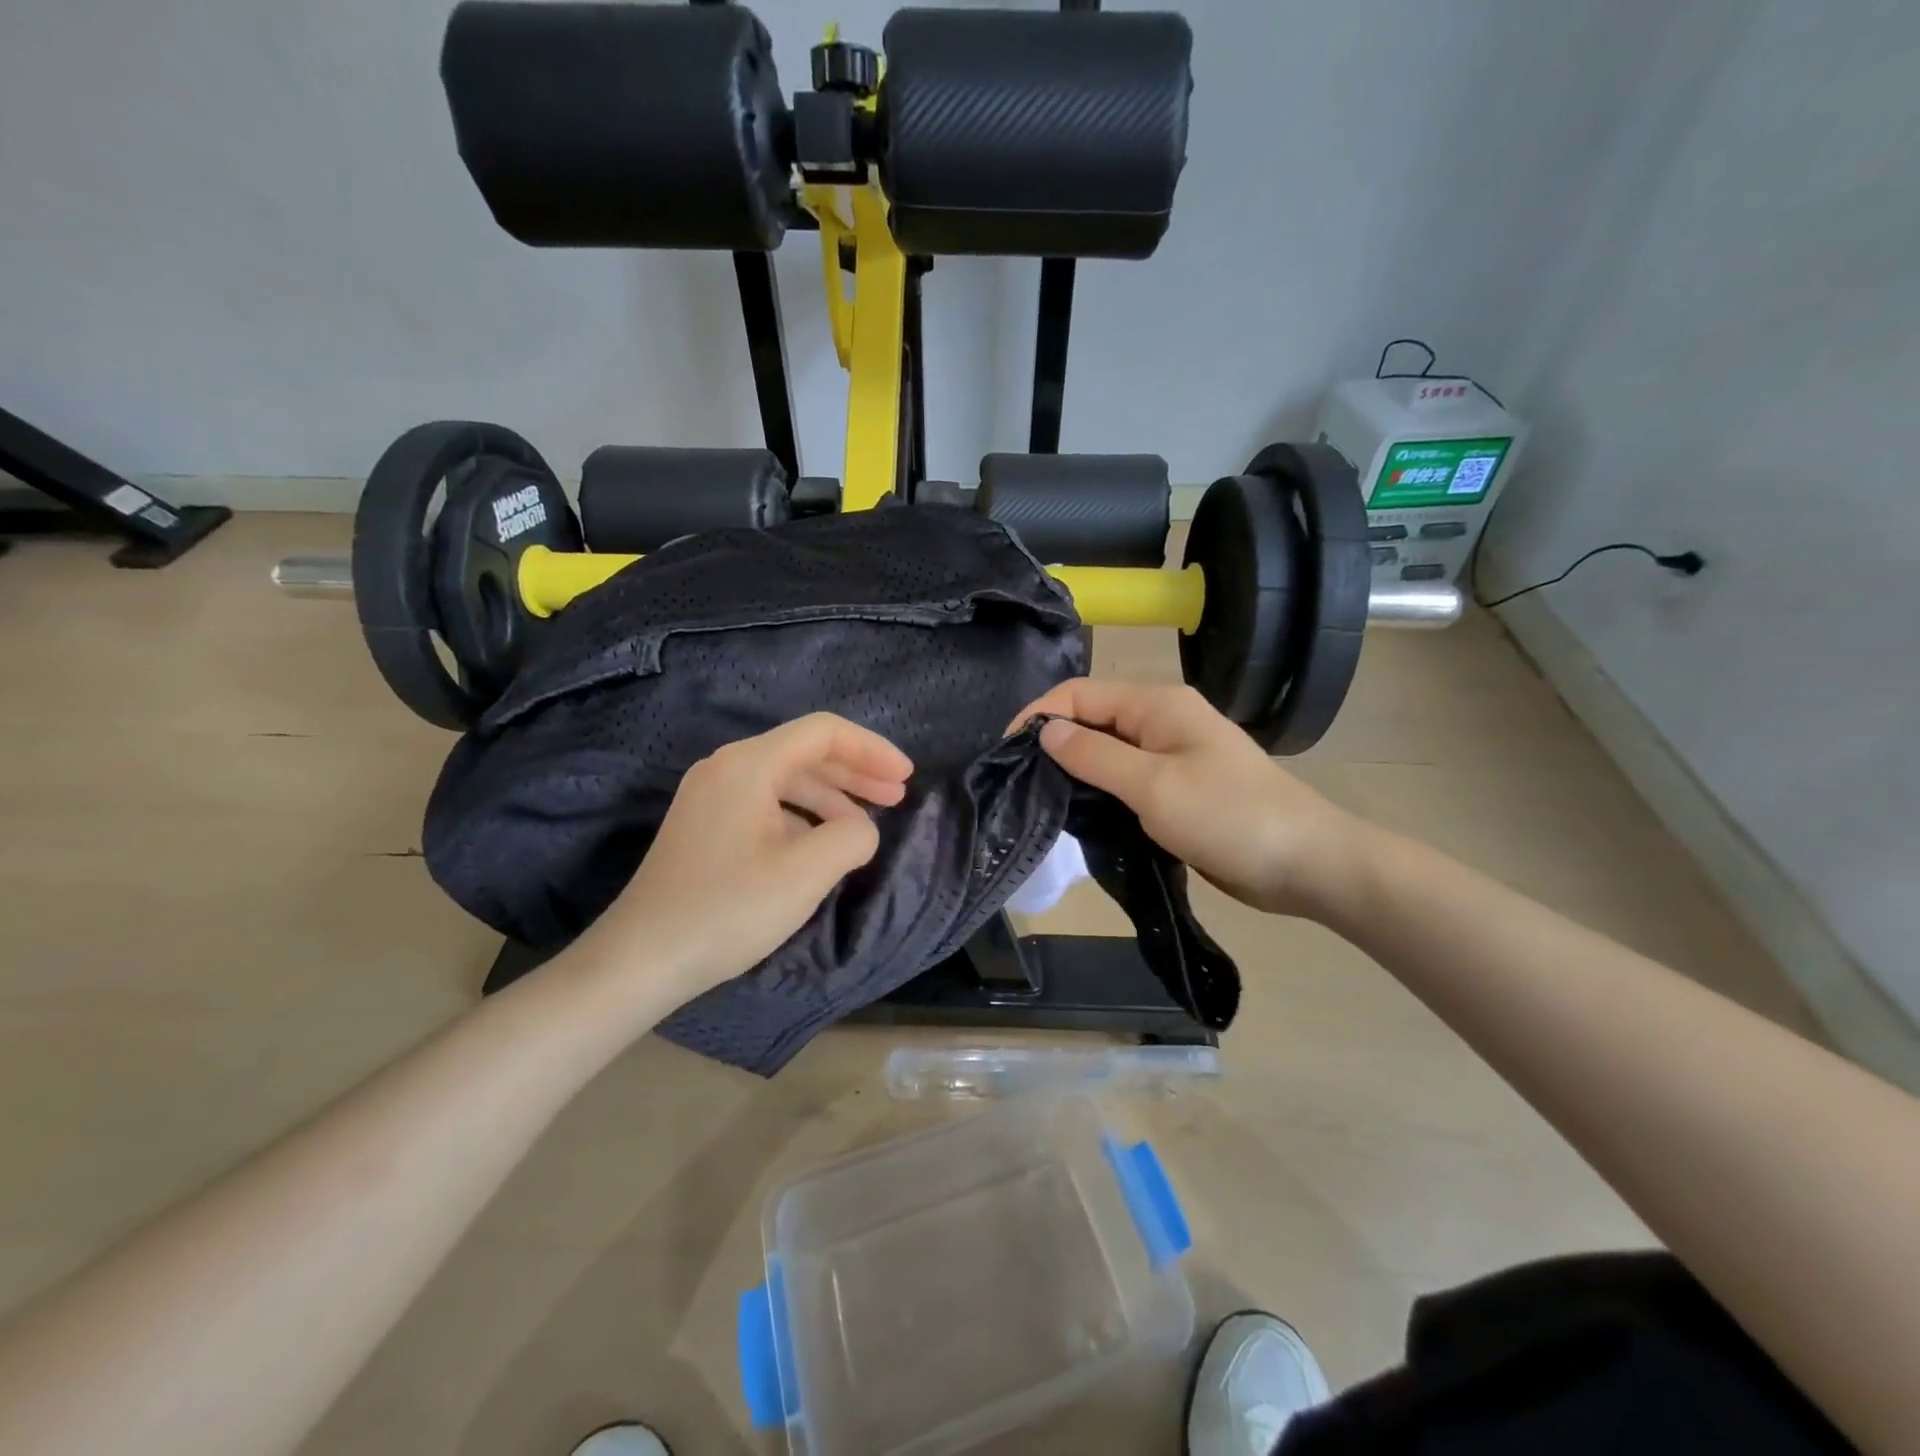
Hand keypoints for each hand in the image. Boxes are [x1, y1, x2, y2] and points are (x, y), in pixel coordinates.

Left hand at [573, 713, 912, 1005]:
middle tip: (898, 796)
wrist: (641, 959)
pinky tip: (820, 844)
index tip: (906, 777)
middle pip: (805, 752)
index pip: (824, 732)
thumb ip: (852, 836)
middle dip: (856, 771)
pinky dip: (803, 815)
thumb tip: (860, 828)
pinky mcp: (705, 825)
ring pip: (786, 779)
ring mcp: (710, 796)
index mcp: (749, 765)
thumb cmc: (728, 910)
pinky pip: (766, 802)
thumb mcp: (806, 873)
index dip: (872, 749)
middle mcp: (726, 768)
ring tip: (865, 824)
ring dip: (832, 795)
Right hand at [1012, 679, 1370, 918]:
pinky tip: (1079, 812)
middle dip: (1054, 742)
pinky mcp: (1177, 787)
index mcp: (1158, 705)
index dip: (1040, 715)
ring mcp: (1172, 754)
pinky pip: (1126, 778)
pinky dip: (1100, 789)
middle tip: (1018, 780)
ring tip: (1039, 797)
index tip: (1007, 752)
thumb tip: (1045, 731)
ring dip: (1075, 768)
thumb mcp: (1154, 785)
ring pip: (1107, 750)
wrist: (1305, 863)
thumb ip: (1095, 756)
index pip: (1081, 694)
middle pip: (1092, 718)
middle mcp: (1162, 720)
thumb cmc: (1229, 817)